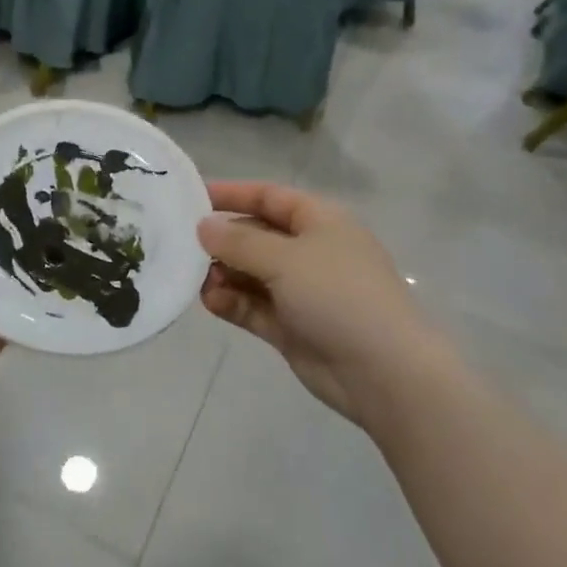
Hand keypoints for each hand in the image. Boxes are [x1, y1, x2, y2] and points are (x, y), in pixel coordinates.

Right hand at [198, 181, 424, 424]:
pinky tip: (211, 302)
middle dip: (222, 240)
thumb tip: (203, 227)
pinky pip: (253, 306)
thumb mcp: (285, 258)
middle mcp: (310, 252)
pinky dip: (232, 302)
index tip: (191, 197)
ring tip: (198, 280)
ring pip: (251, 274)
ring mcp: (301, 291)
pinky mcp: (292, 327)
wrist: (384, 372)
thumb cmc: (338, 295)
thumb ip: (238, 241)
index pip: (269, 197)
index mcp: (320, 222)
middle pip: (256, 235)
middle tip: (183, 245)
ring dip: (224, 274)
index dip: (232, 193)